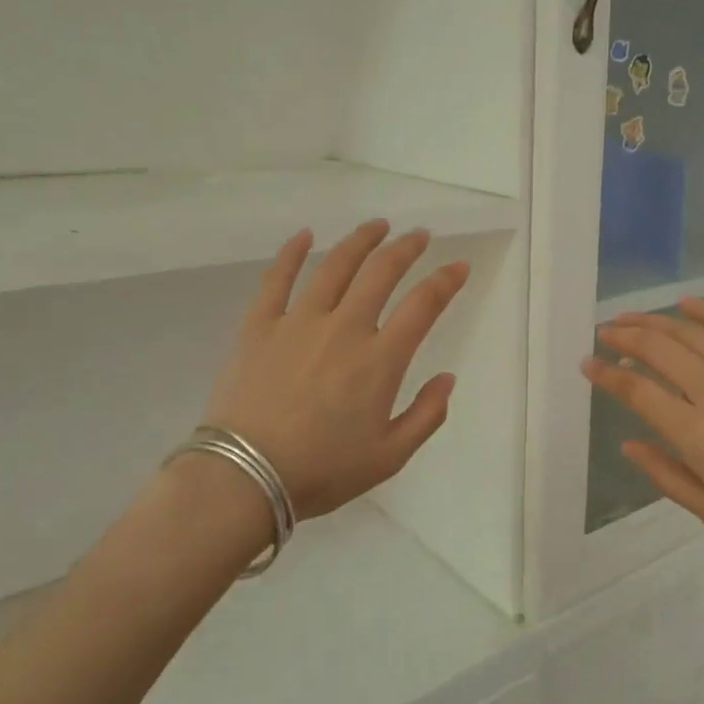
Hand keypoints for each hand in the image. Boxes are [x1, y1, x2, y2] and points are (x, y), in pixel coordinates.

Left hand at [203, 221, 469, 519]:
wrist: (245, 478)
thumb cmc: (323, 470)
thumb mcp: (390, 456)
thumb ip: (427, 415)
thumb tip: (447, 379)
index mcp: (380, 360)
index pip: (423, 305)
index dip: (446, 280)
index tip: (459, 265)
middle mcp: (345, 329)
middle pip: (381, 272)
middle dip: (406, 248)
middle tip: (419, 235)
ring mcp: (298, 322)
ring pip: (335, 266)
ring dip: (360, 241)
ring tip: (377, 226)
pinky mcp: (260, 326)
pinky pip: (277, 279)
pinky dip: (292, 253)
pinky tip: (305, 236)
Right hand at [583, 299, 703, 566]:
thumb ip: (666, 475)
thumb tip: (629, 443)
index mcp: (695, 432)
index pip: (636, 390)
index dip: (606, 374)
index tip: (588, 364)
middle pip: (658, 349)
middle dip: (624, 336)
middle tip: (604, 331)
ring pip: (690, 332)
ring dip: (654, 321)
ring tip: (632, 316)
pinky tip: (687, 305)